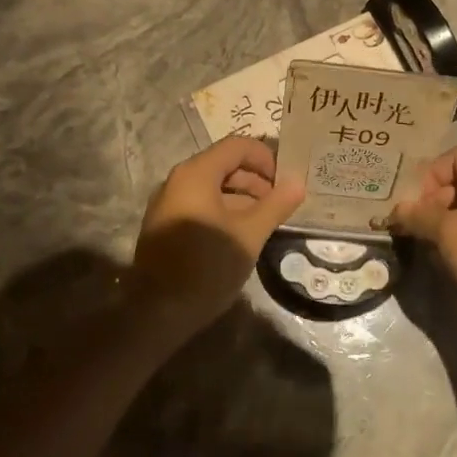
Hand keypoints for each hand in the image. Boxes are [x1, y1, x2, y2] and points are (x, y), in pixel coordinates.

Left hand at [127, 137, 304, 338]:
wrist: (158, 311)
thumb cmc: (208, 265)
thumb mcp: (250, 234)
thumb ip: (276, 205)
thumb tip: (298, 183)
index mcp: (196, 174)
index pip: (237, 146)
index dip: (266, 158)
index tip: (285, 182)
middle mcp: (178, 180)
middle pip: (224, 164)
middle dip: (255, 180)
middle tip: (279, 204)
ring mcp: (168, 203)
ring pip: (212, 187)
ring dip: (242, 198)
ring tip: (264, 222)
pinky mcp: (165, 225)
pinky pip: (200, 204)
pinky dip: (223, 211)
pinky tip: (240, 236)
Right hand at [389, 146, 456, 327]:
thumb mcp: (450, 234)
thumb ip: (421, 215)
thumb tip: (398, 209)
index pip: (456, 156)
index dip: (430, 175)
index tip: (417, 206)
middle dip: (435, 201)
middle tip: (419, 228)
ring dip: (446, 223)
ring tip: (431, 246)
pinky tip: (452, 261)